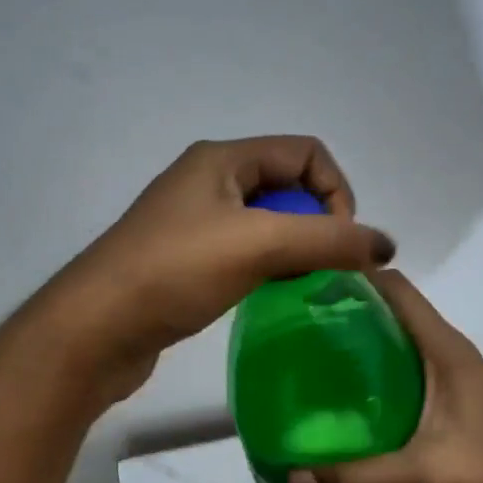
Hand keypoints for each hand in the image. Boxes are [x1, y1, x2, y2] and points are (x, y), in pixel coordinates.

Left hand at [53, 137, 395, 399]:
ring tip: (297, 284)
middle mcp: (207, 181)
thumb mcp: (259, 245)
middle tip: (319, 267)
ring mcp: (193, 222)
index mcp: (222, 160)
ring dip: (294, 247)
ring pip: (267, 222)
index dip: (336, 191)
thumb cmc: (175, 272)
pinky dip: (268, 267)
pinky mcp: (185, 261)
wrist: (96, 329)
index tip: (338, 242)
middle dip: (316, 222)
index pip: (306, 153)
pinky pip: (244, 251)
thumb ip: (329, 240)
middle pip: (288, 185)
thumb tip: (386, 246)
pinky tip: (267, 295)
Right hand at [287, 270, 482, 482]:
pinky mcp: (448, 400)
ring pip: (396, 341)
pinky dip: (371, 372)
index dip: (353, 276)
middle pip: (391, 310)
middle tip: (293, 327)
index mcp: (444, 349)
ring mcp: (450, 376)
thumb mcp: (423, 476)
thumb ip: (358, 480)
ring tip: (307, 359)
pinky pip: (401, 370)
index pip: (396, 288)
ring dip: (357, 342)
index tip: (305, 286)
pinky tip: (343, 400)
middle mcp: (447, 352)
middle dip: (345, 310)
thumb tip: (292, 481)